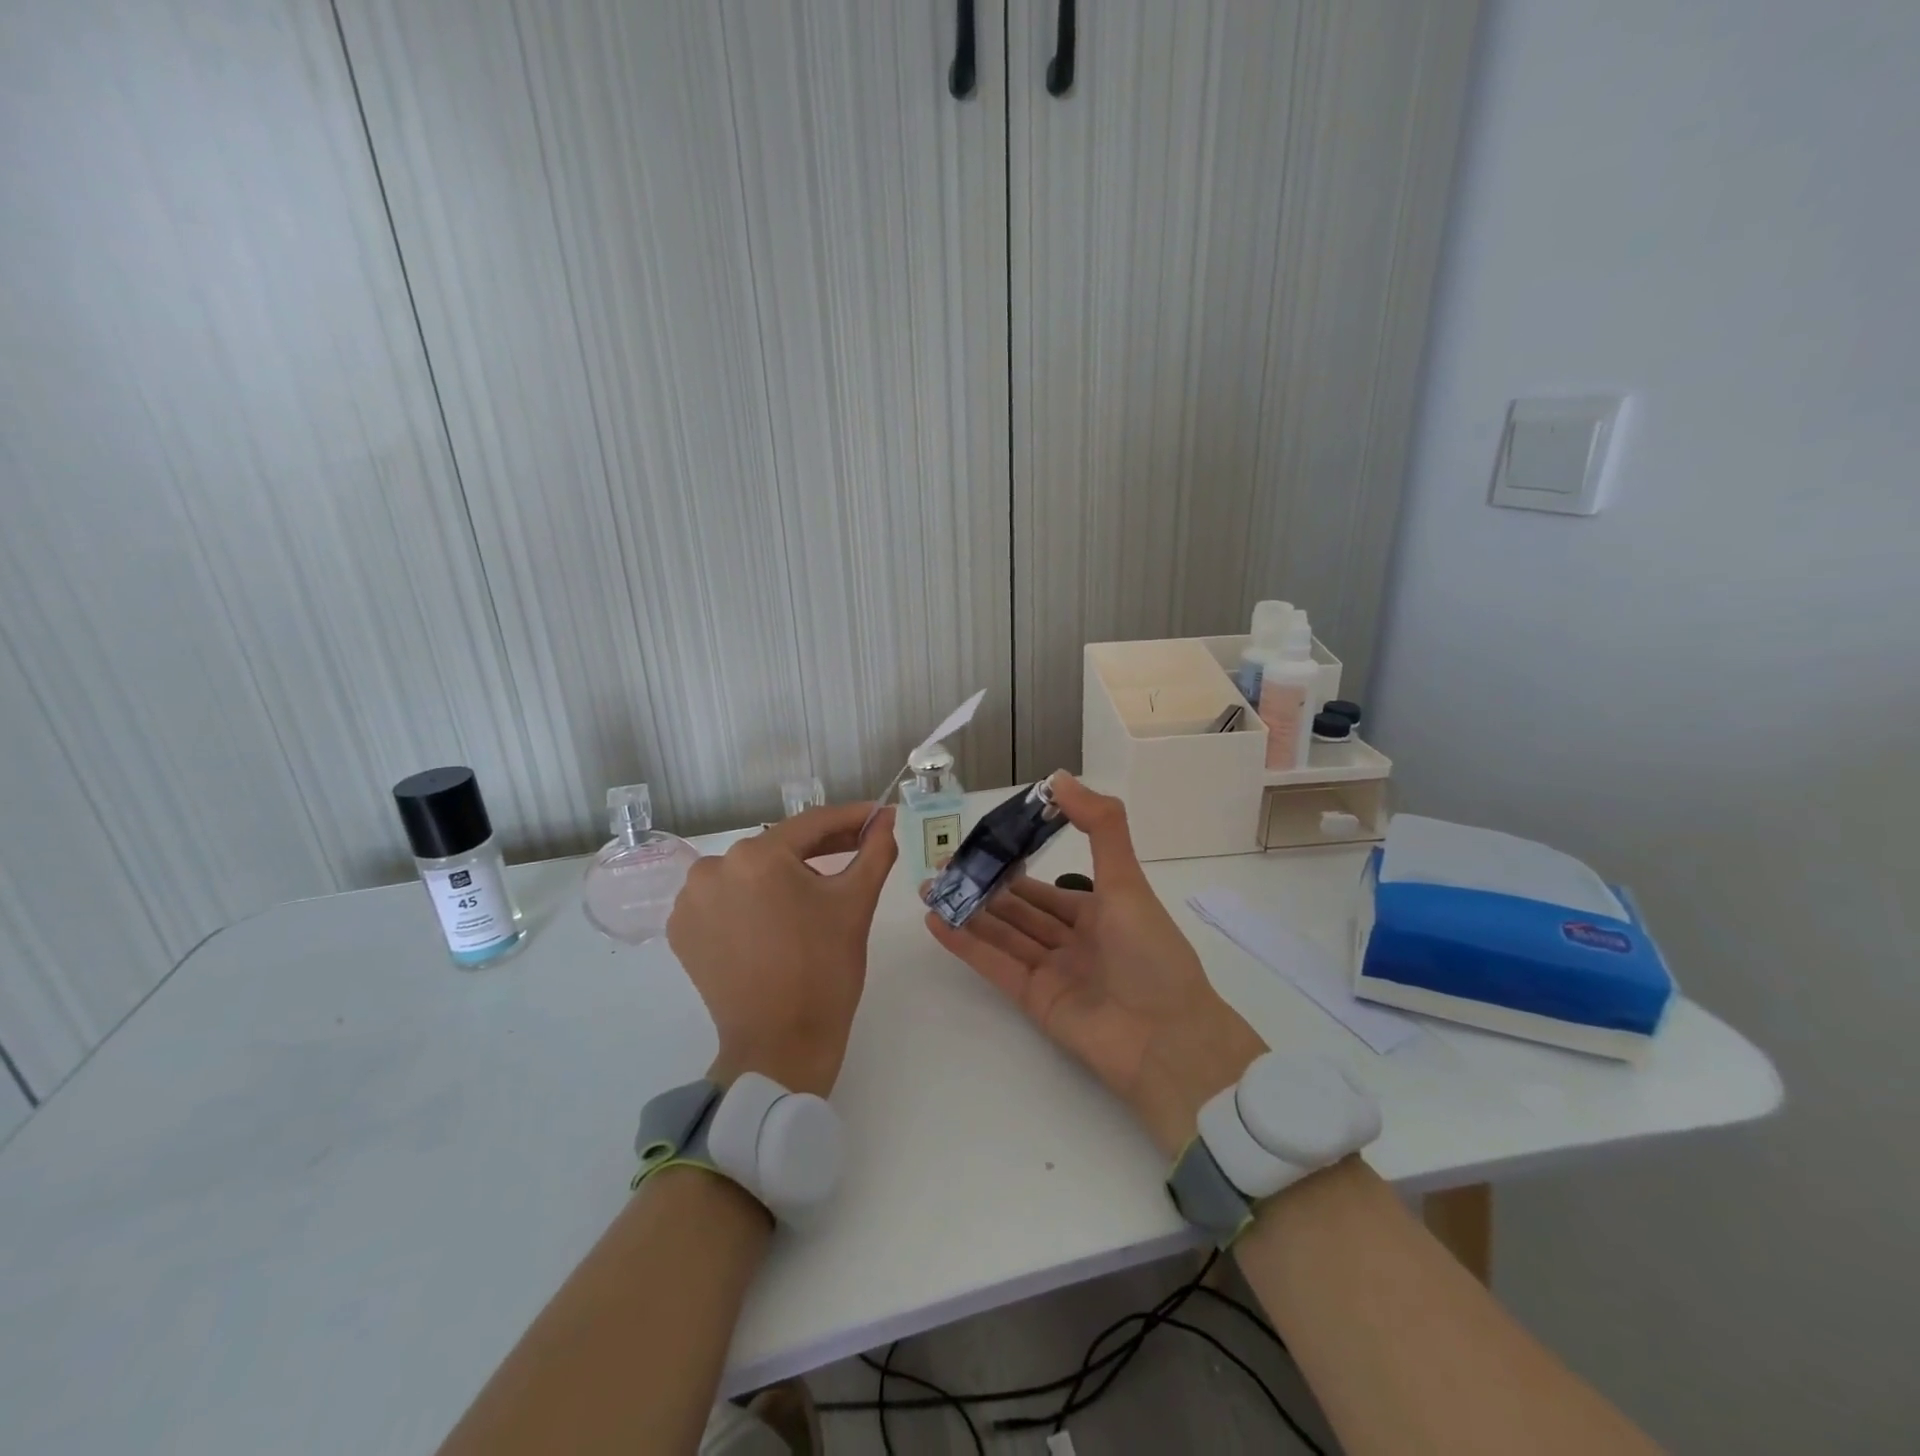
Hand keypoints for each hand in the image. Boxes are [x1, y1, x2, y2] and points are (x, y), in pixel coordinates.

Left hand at [668, 803, 897, 1097]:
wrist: (780, 1045)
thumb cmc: (825, 970)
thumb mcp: (856, 903)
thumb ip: (875, 851)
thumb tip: (887, 818)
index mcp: (757, 857)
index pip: (812, 825)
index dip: (850, 819)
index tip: (878, 817)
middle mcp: (713, 868)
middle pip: (779, 848)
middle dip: (820, 849)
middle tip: (858, 849)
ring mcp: (690, 901)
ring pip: (751, 872)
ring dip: (783, 875)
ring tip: (817, 890)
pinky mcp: (681, 930)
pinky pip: (726, 898)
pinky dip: (752, 900)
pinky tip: (778, 916)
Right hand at [924, 774, 1265, 1156]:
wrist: (1167, 1042)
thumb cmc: (1151, 953)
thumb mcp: (1127, 881)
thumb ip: (1099, 826)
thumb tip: (1060, 778)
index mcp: (1100, 912)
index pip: (1048, 888)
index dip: (1016, 865)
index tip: (983, 845)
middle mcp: (1074, 941)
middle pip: (1020, 910)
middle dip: (984, 888)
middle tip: (943, 868)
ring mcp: (1052, 971)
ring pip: (1003, 934)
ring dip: (968, 912)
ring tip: (929, 890)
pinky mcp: (1034, 999)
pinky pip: (995, 964)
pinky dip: (966, 943)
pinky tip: (937, 921)